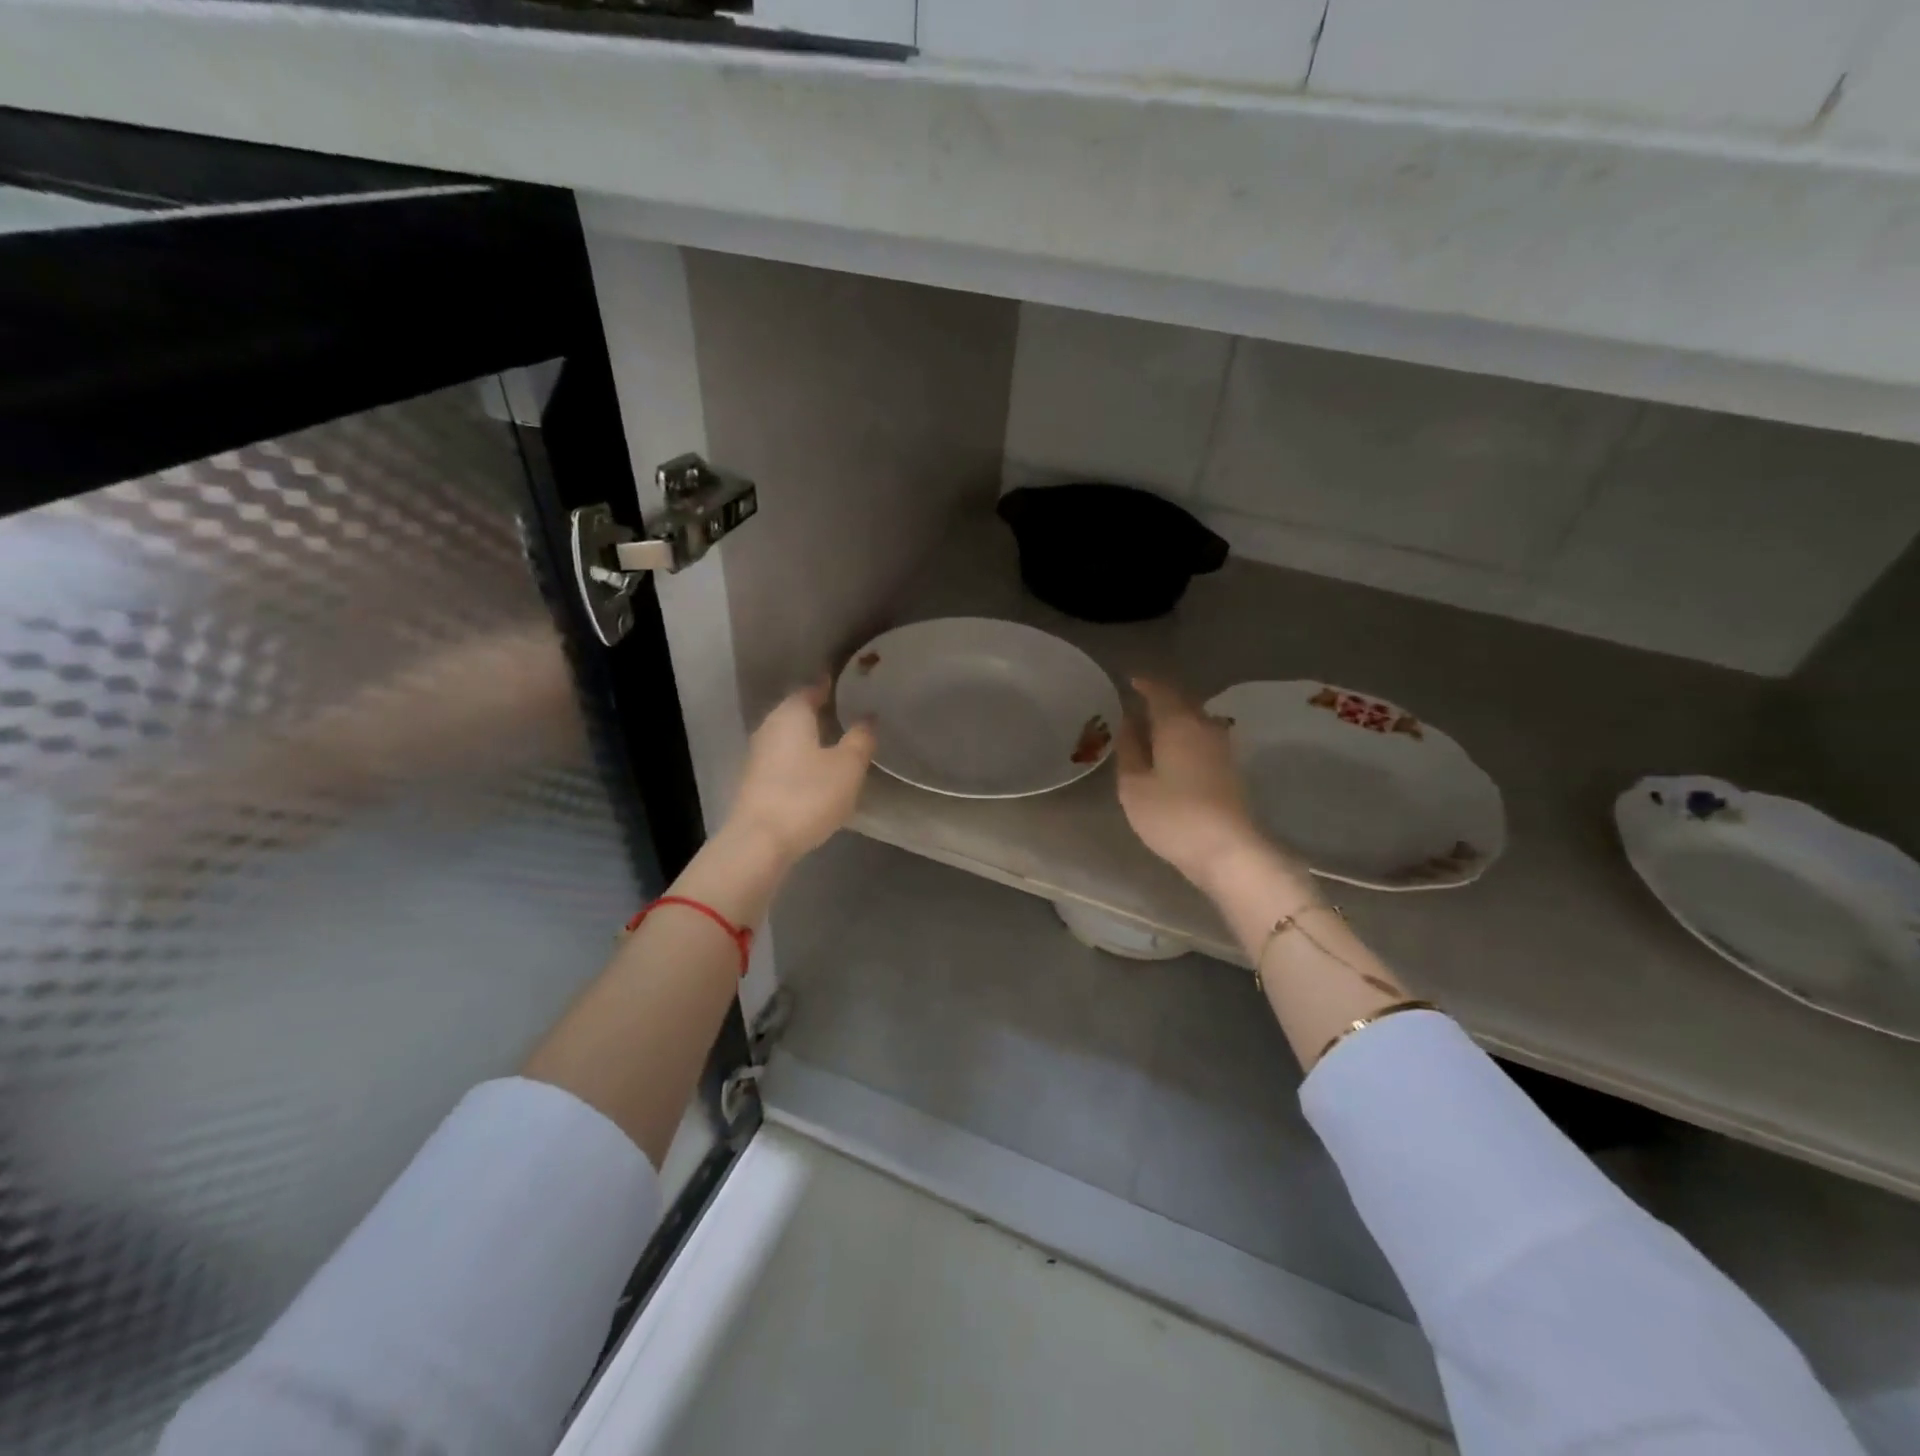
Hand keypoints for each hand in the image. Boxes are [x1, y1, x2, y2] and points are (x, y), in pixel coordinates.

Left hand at [726, 679, 875, 863]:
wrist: (760, 841)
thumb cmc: (808, 795)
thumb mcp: (848, 766)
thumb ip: (860, 738)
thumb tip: (867, 718)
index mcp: (792, 713)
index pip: (812, 689)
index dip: (831, 687)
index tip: (851, 688)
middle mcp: (770, 727)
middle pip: (797, 712)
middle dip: (821, 712)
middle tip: (850, 715)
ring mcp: (758, 755)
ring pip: (789, 737)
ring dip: (810, 738)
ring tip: (839, 744)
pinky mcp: (755, 781)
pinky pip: (784, 759)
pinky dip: (801, 759)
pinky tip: (817, 772)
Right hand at [1116, 676, 1269, 890]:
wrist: (1228, 850)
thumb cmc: (1172, 815)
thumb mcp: (1134, 785)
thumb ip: (1129, 749)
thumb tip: (1128, 723)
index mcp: (1178, 722)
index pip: (1159, 690)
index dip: (1143, 683)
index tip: (1128, 681)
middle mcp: (1204, 725)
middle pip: (1181, 702)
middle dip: (1159, 700)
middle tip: (1136, 705)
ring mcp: (1222, 746)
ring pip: (1194, 720)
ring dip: (1173, 720)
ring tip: (1151, 729)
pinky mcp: (1230, 768)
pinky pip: (1202, 738)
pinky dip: (1184, 737)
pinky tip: (1171, 752)